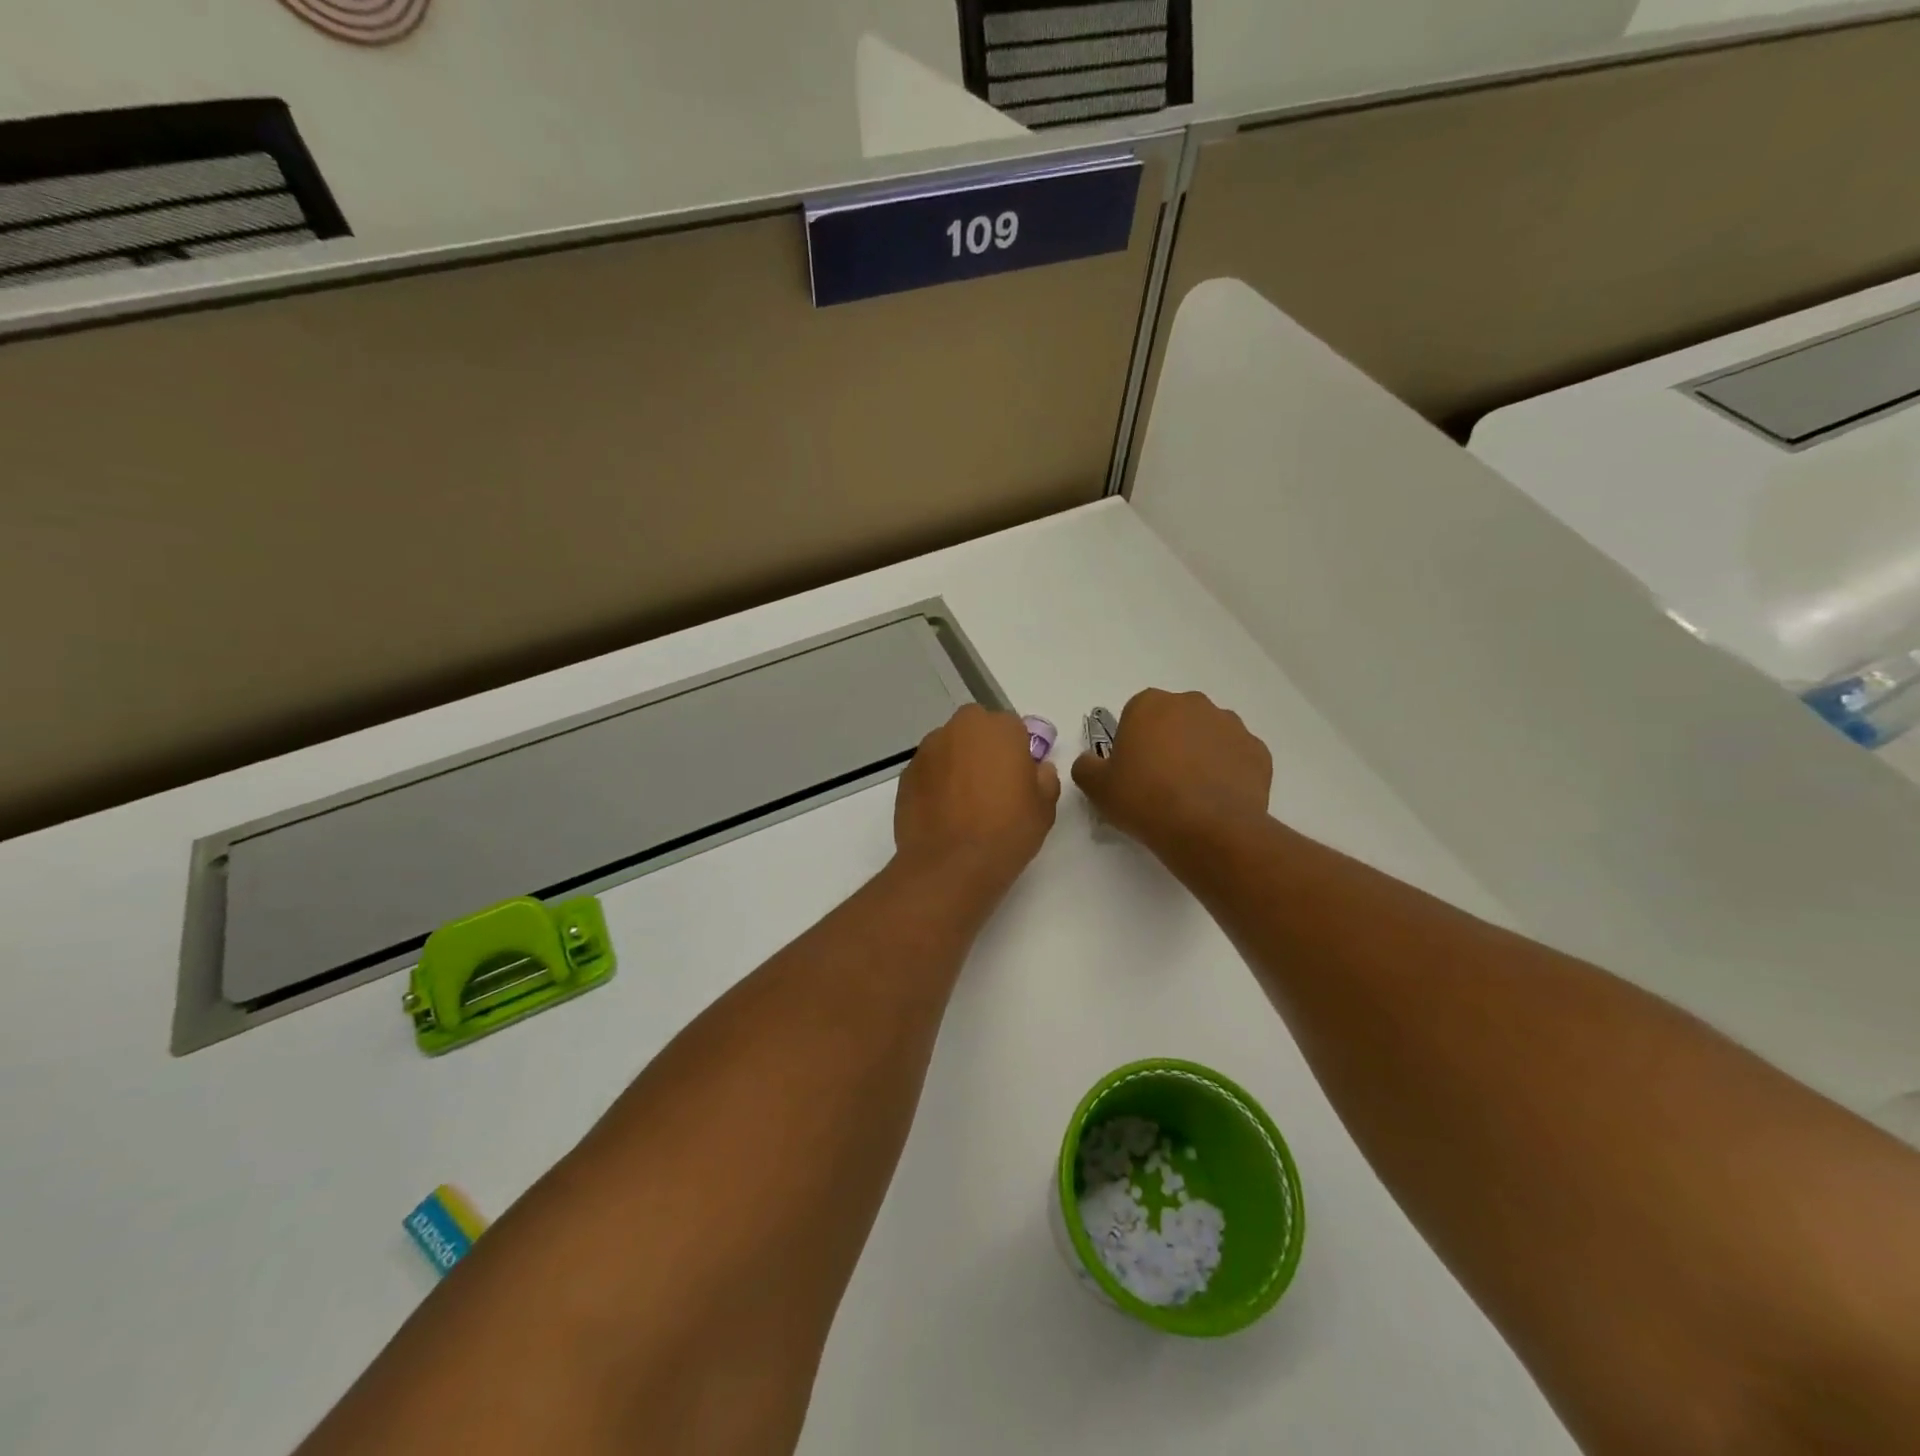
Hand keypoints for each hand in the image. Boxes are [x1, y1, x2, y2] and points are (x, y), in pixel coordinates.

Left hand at [894, 705, 1060, 894]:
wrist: (950, 866)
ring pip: (949, 748)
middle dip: (983, 748)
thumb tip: (1038, 768)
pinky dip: (935, 783)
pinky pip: (929, 771)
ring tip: (964, 803)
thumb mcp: (1044, 809)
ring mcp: (928, 750)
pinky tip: (943, 813)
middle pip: (976, 729)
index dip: (1017, 750)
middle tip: (992, 786)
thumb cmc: (1006, 832)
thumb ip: (1045, 779)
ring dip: (957, 764)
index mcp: (999, 728)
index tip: (1018, 777)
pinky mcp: (906, 774)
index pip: (1012, 727)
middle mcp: (960, 728)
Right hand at [1072, 689, 1271, 856]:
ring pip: (1208, 736)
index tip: (1132, 771)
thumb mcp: (1097, 787)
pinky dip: (1227, 773)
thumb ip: (1086, 767)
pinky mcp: (1258, 751)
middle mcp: (1193, 704)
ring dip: (1199, 756)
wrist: (1207, 829)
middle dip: (1168, 744)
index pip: (1135, 715)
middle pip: (1174, 721)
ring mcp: (1231, 725)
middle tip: (1159, 783)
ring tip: (1190, 795)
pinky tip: (1216, 800)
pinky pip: (1236, 758)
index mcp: (1150, 704)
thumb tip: (1090, 762)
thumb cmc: (1145, 799)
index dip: (1132, 743)